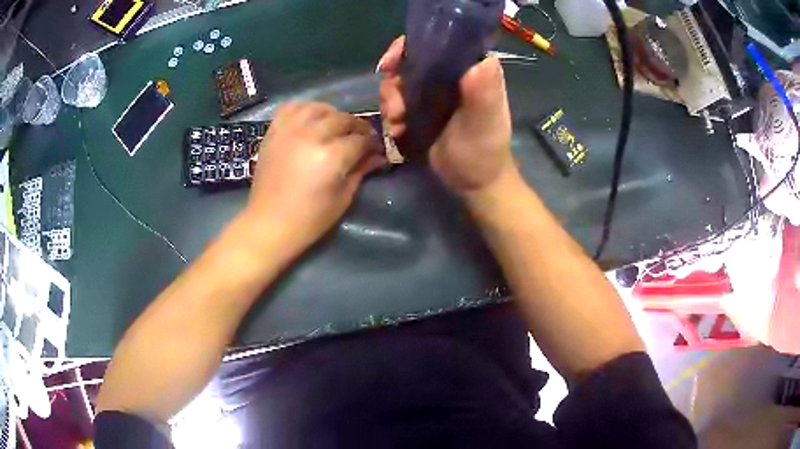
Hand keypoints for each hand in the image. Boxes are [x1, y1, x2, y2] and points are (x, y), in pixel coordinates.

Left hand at [243, 102, 384, 254]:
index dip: (372, 144)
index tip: (376, 149)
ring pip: (318, 108)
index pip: (361, 140)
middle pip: (342, 119)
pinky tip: (311, 119)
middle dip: (356, 127)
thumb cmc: (309, 220)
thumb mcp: (343, 198)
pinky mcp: (274, 133)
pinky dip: (305, 109)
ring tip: (336, 125)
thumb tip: (378, 157)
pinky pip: (291, 108)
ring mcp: (290, 131)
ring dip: (332, 114)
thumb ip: (360, 171)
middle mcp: (311, 136)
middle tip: (360, 138)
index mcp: (332, 157)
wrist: (269, 224)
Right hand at [378, 36, 516, 194]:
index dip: (410, 47)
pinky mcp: (422, 108)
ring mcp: (435, 92)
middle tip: (396, 109)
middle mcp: (451, 74)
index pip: (439, 42)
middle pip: (411, 61)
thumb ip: (484, 93)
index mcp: (471, 69)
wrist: (474, 183)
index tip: (390, 64)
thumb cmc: (484, 152)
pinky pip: (397, 100)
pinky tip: (397, 132)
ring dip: (390, 101)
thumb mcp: (484, 123)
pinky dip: (391, 114)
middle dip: (394, 82)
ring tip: (397, 124)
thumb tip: (481, 61)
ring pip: (400, 81)